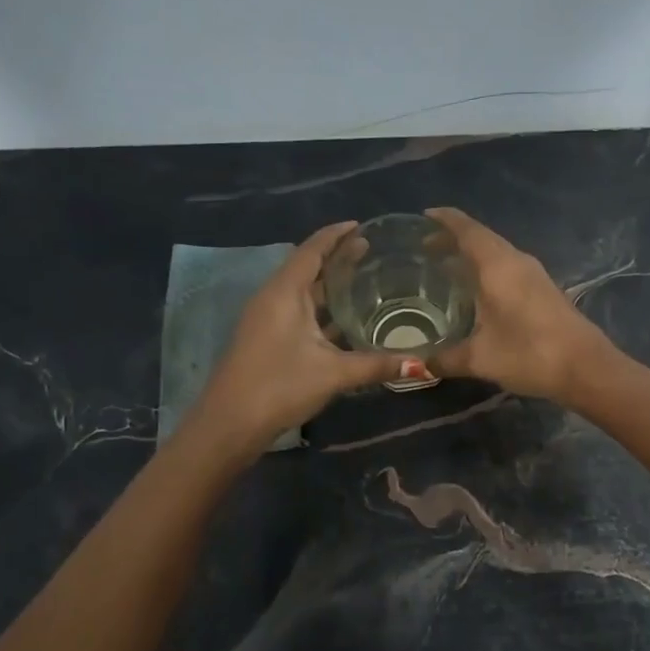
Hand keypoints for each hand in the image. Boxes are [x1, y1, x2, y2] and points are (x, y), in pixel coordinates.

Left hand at [190, 223, 410, 449]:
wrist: (229, 425)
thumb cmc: (279, 386)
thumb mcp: (333, 373)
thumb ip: (376, 365)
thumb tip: (421, 364)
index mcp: (284, 293)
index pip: (312, 250)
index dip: (336, 235)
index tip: (362, 225)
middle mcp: (273, 299)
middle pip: (307, 267)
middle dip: (337, 257)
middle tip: (372, 251)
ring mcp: (268, 320)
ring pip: (303, 293)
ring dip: (330, 285)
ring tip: (365, 279)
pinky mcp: (268, 340)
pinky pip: (300, 312)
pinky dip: (323, 309)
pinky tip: (347, 320)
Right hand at [424, 207, 613, 404]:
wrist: (586, 368)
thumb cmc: (529, 354)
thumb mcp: (480, 359)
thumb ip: (446, 359)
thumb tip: (419, 365)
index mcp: (497, 266)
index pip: (466, 230)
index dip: (444, 220)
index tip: (424, 215)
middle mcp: (516, 261)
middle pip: (481, 238)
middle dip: (453, 239)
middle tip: (425, 248)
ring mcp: (534, 275)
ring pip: (497, 253)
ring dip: (472, 255)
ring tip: (446, 268)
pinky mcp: (544, 290)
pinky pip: (508, 268)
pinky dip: (487, 270)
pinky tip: (477, 292)